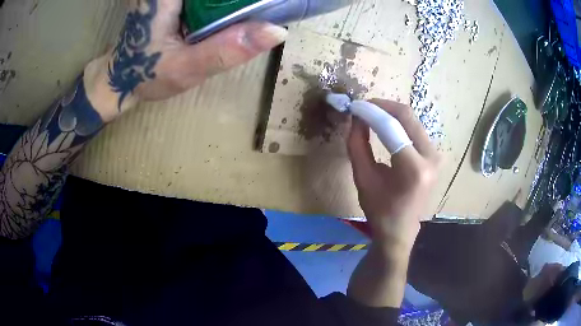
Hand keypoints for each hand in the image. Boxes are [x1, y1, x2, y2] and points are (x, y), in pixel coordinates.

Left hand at [85, 0, 287, 119]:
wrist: (121, 76)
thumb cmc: (146, 73)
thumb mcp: (185, 69)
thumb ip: (226, 50)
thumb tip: (277, 31)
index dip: (239, 2)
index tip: (259, 10)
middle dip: (236, 4)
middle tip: (257, 12)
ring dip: (229, 4)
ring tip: (244, 15)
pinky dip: (220, 4)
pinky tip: (226, 12)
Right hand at [348, 99, 439, 246]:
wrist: (401, 229)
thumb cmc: (380, 210)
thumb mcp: (363, 178)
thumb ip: (357, 145)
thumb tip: (356, 118)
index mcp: (414, 169)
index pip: (392, 127)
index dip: (371, 112)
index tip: (354, 106)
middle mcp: (431, 158)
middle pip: (407, 116)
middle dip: (382, 106)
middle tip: (362, 106)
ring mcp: (436, 155)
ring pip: (412, 120)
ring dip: (390, 113)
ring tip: (370, 115)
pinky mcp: (435, 155)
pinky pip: (415, 129)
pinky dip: (399, 122)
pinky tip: (385, 124)